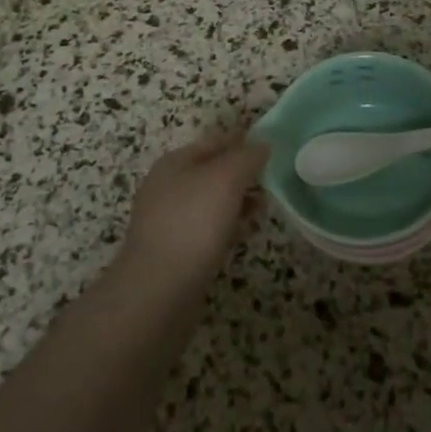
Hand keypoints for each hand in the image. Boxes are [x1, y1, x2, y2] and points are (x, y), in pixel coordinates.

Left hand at [120, 130, 270, 288]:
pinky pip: (207, 228)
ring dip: (237, 201)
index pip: (215, 141)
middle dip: (242, 174)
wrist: (158, 290)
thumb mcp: (226, 178)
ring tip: (264, 207)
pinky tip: (244, 233)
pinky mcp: (175, 251)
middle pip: (212, 171)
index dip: (243, 141)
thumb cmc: (193, 223)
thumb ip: (246, 157)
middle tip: (272, 181)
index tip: (272, 148)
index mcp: (175, 162)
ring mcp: (168, 220)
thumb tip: (262, 145)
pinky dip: (228, 226)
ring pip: (211, 201)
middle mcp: (168, 186)